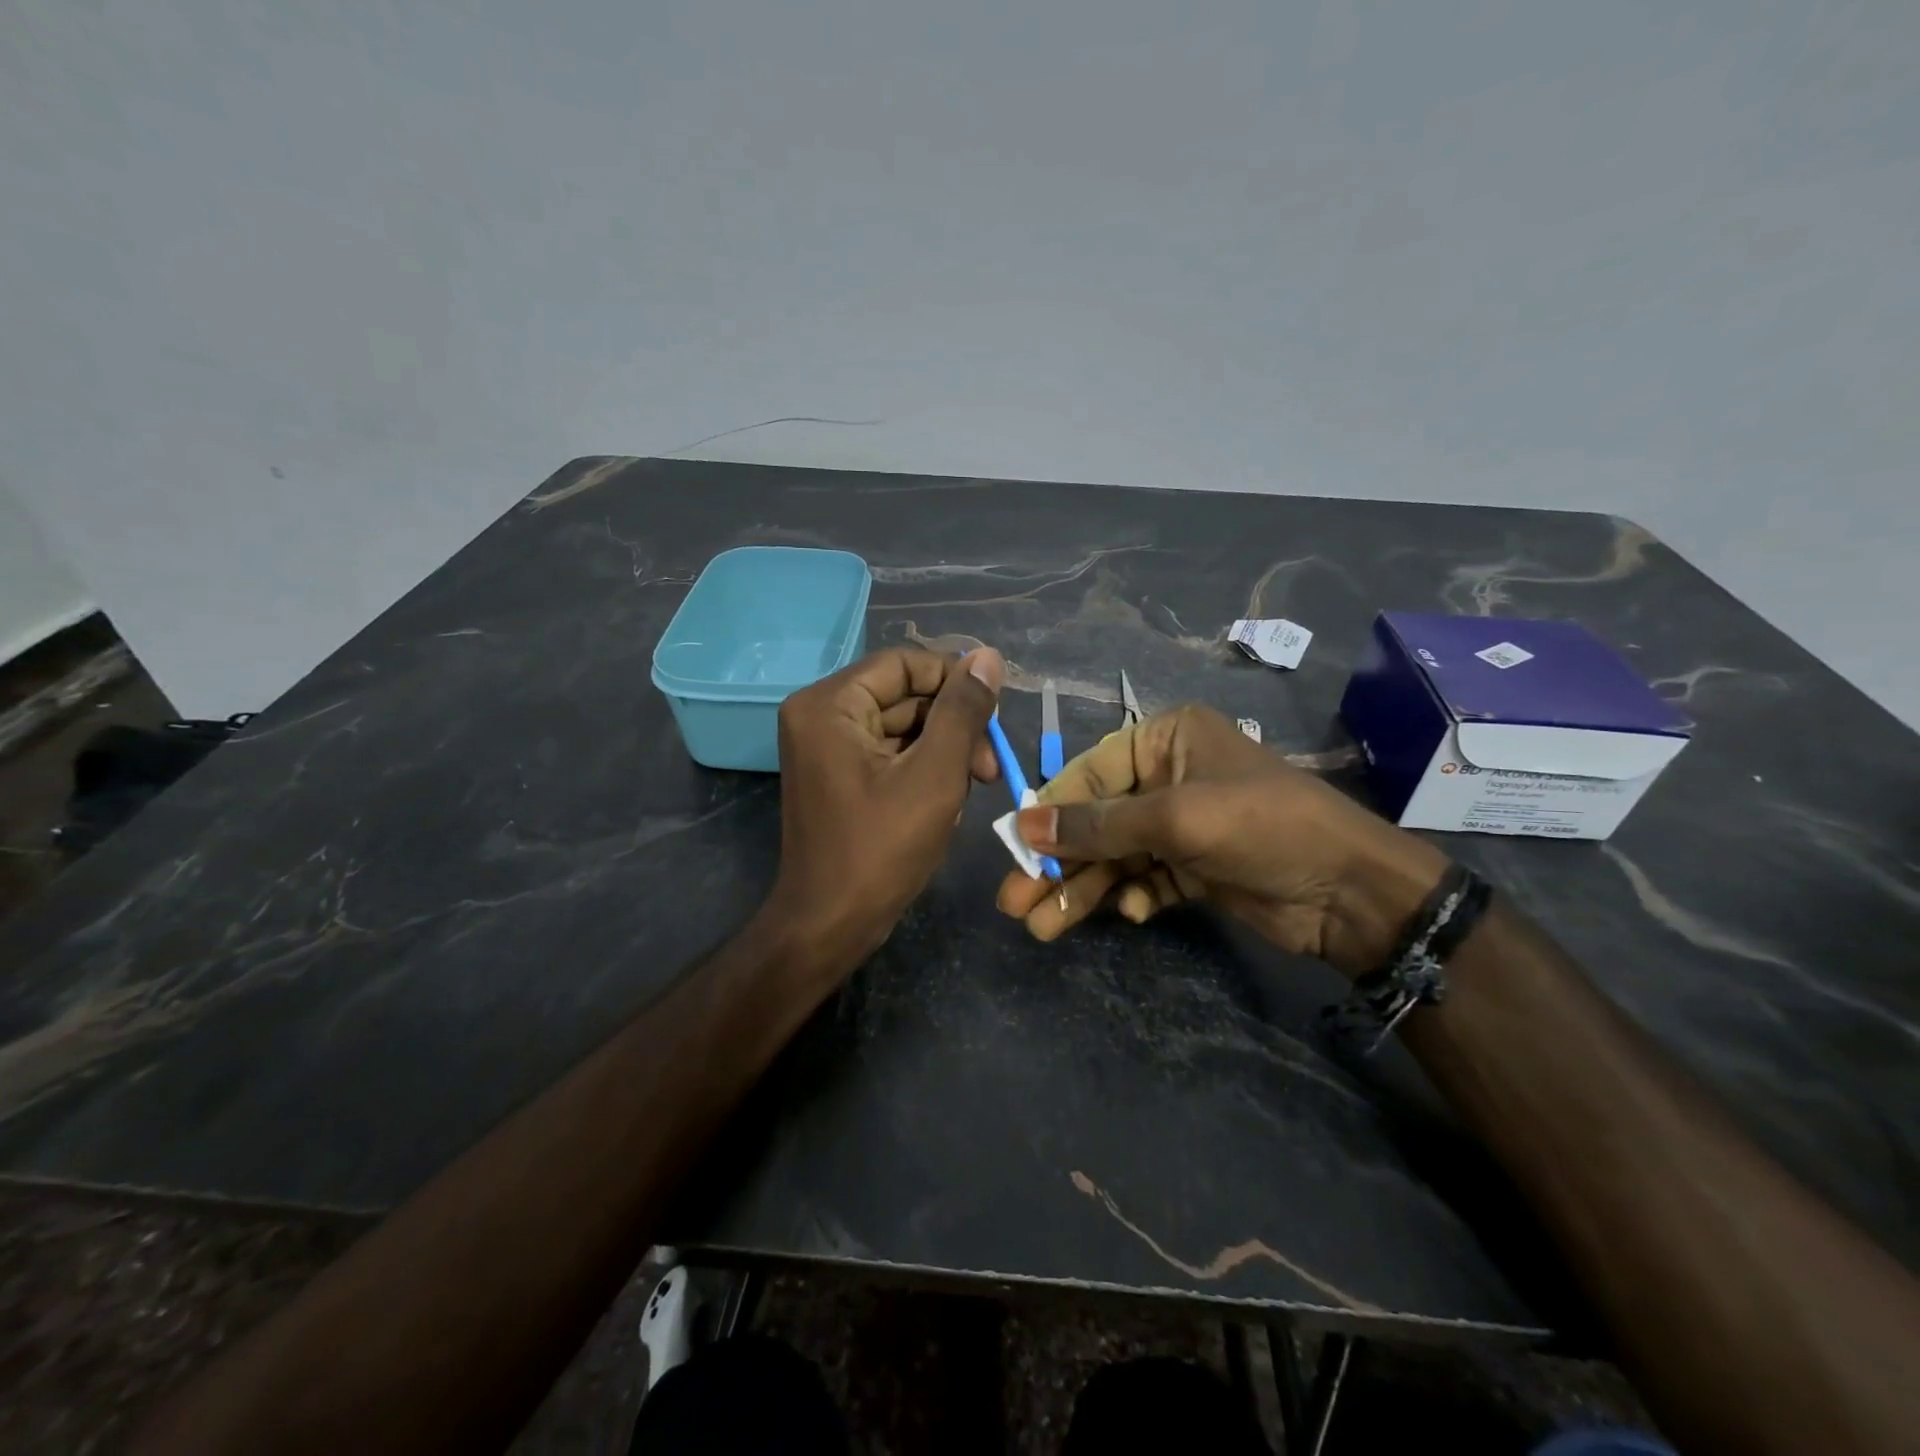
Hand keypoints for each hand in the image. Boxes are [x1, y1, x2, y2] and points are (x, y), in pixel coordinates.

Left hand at [767, 646, 1004, 968]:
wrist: (830, 925)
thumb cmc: (881, 849)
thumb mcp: (935, 775)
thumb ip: (963, 711)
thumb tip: (988, 657)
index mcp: (829, 705)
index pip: (904, 665)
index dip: (956, 680)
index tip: (997, 712)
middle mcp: (820, 715)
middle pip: (905, 696)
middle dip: (953, 727)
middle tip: (991, 766)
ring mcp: (827, 748)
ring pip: (903, 727)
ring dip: (944, 752)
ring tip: (974, 787)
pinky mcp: (839, 775)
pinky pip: (891, 754)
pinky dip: (924, 771)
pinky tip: (948, 802)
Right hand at [994, 704, 1448, 976]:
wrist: (1352, 893)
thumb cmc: (1262, 828)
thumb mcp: (1175, 818)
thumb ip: (1097, 824)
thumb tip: (1023, 826)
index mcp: (1165, 740)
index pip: (1088, 773)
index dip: (1049, 813)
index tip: (1013, 850)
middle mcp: (1169, 775)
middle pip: (1096, 821)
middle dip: (1058, 862)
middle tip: (1014, 902)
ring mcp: (1182, 825)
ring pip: (1114, 856)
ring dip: (1082, 890)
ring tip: (1041, 928)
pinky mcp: (1194, 866)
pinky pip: (1144, 878)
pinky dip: (1131, 896)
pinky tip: (1130, 913)